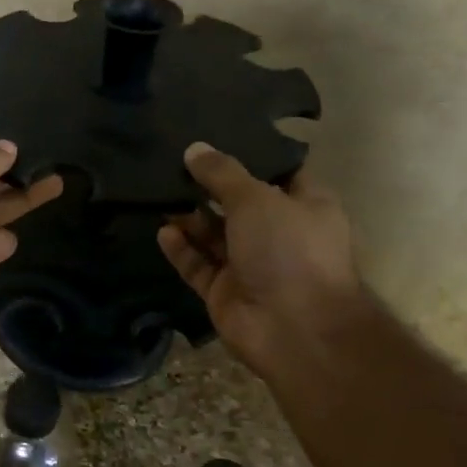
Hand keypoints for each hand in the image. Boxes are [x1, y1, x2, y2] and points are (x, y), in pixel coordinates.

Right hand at [157, 142, 365, 379]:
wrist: (295, 329)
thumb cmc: (289, 250)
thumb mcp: (257, 199)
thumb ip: (222, 174)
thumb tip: (194, 149)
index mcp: (306, 207)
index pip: (278, 174)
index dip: (250, 157)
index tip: (216, 137)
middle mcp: (279, 235)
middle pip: (239, 205)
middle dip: (209, 187)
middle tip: (174, 162)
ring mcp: (252, 266)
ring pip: (215, 236)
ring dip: (191, 217)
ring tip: (161, 192)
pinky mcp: (226, 292)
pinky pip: (199, 265)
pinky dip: (183, 249)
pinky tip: (163, 230)